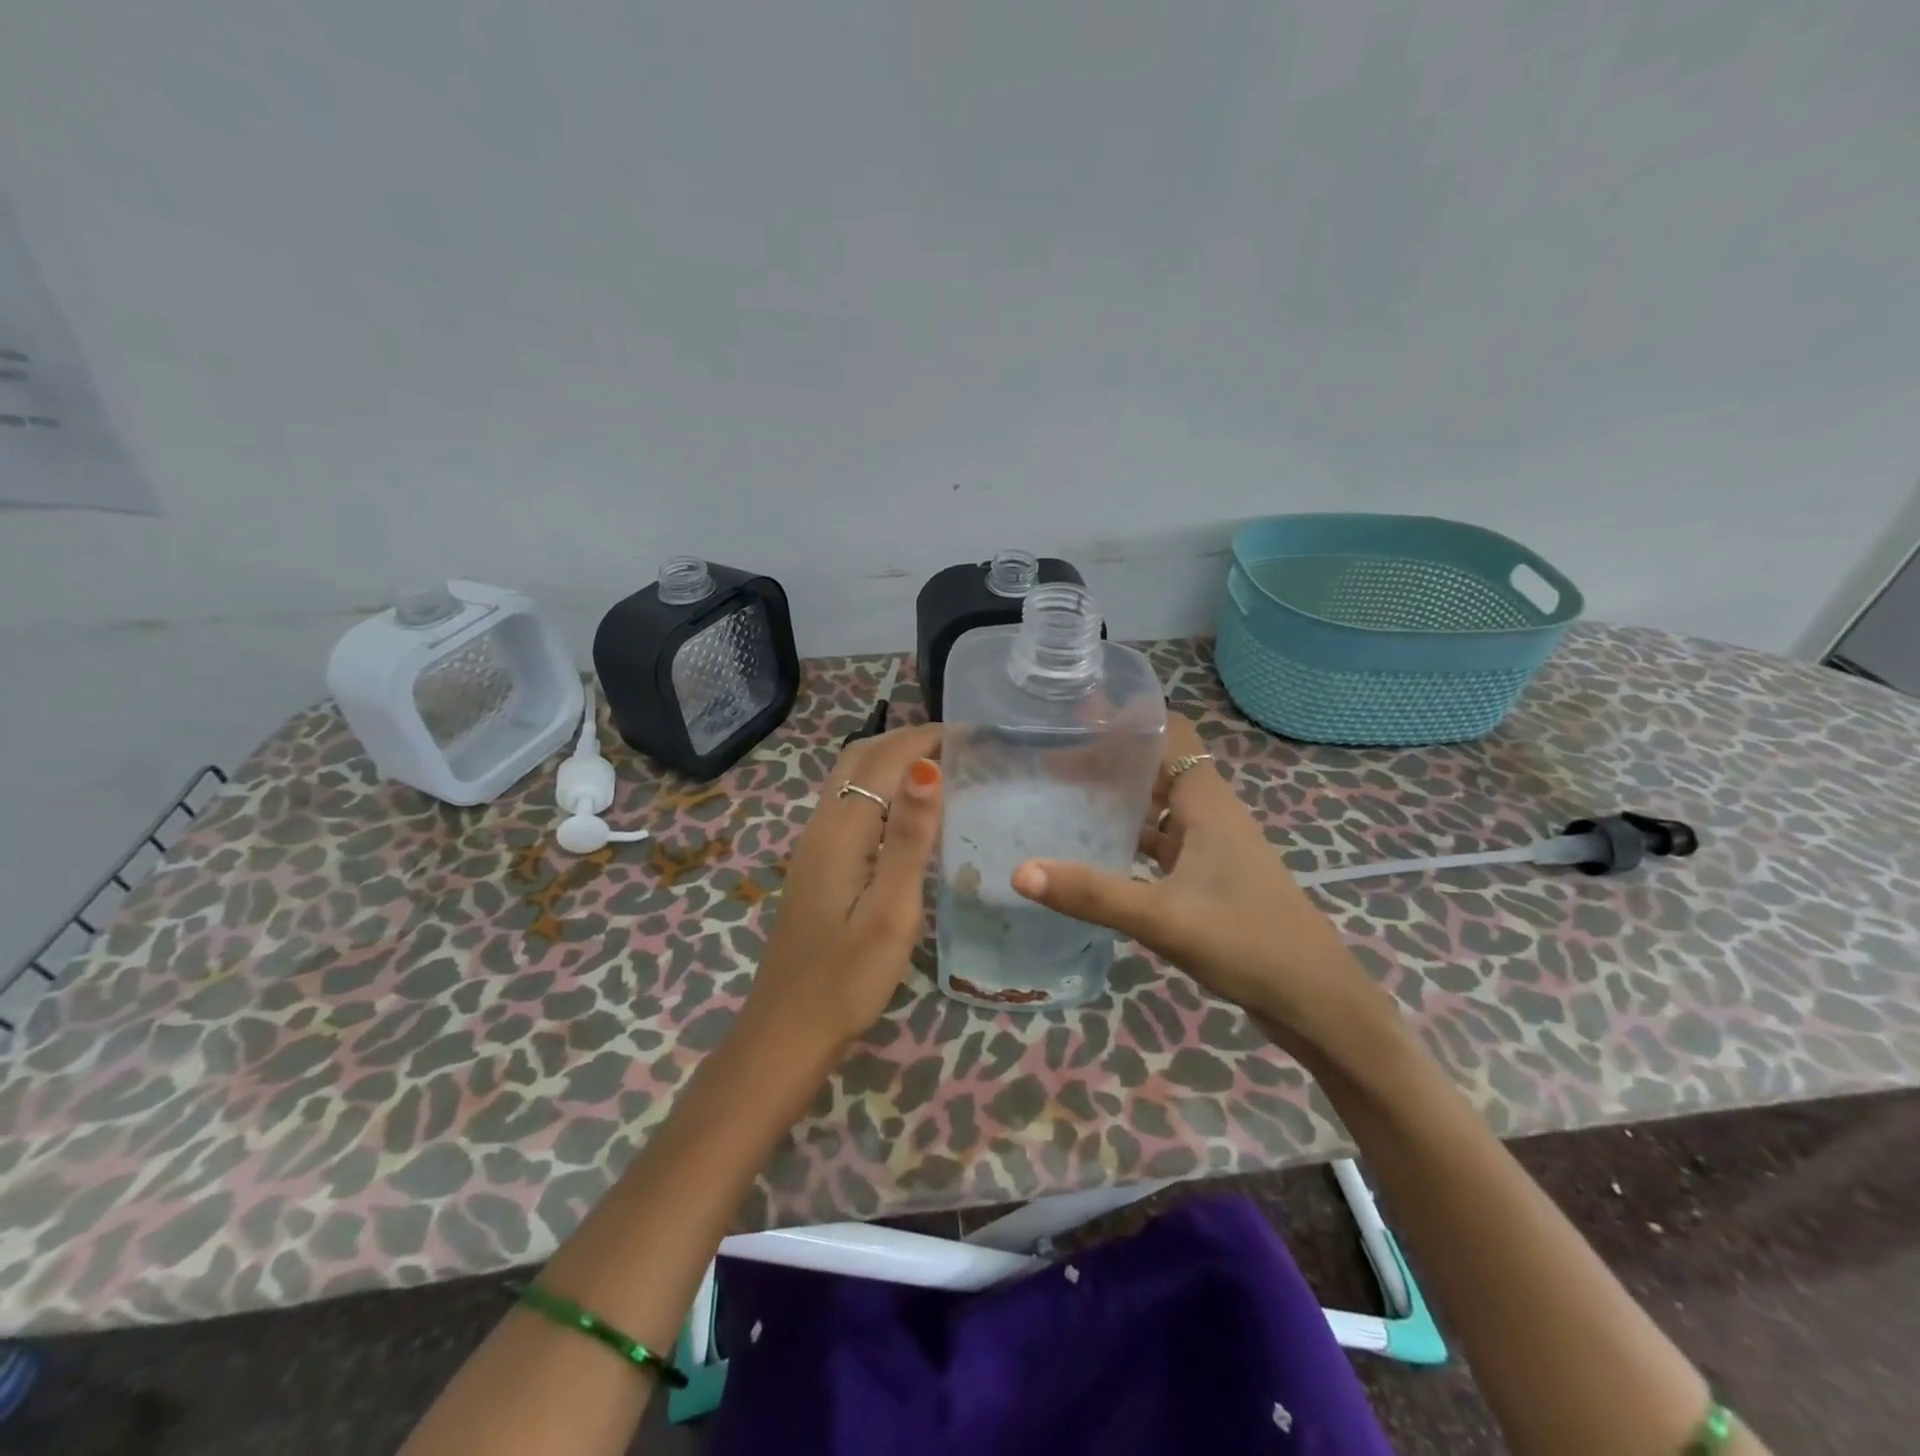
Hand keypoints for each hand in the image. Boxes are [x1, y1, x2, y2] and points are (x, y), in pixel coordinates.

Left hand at [744, 723, 942, 1049]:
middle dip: (907, 740)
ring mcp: (814, 845)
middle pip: (859, 758)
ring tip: (941, 768)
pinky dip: (880, 787)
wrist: (790, 1029)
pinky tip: (908, 812)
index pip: (883, 760)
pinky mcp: (817, 864)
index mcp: (841, 831)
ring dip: (891, 760)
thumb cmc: (850, 977)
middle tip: (960, 746)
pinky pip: (849, 804)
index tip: (972, 735)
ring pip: (850, 779)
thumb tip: (927, 768)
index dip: (924, 738)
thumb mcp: (892, 910)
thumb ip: (910, 838)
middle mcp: (821, 826)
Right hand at [1009, 713, 1377, 1050]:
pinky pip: (1163, 842)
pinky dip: (1132, 837)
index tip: (1077, 715)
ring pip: (1160, 806)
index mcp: (1208, 804)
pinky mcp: (1211, 878)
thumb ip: (1092, 894)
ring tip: (1064, 795)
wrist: (1316, 1002)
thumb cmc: (1248, 943)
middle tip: (1051, 756)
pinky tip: (1098, 852)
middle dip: (1111, 758)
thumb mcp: (1163, 918)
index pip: (1171, 734)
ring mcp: (1213, 848)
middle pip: (1159, 767)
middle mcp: (1211, 815)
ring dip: (1120, 798)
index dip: (1129, 719)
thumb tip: (1020, 871)